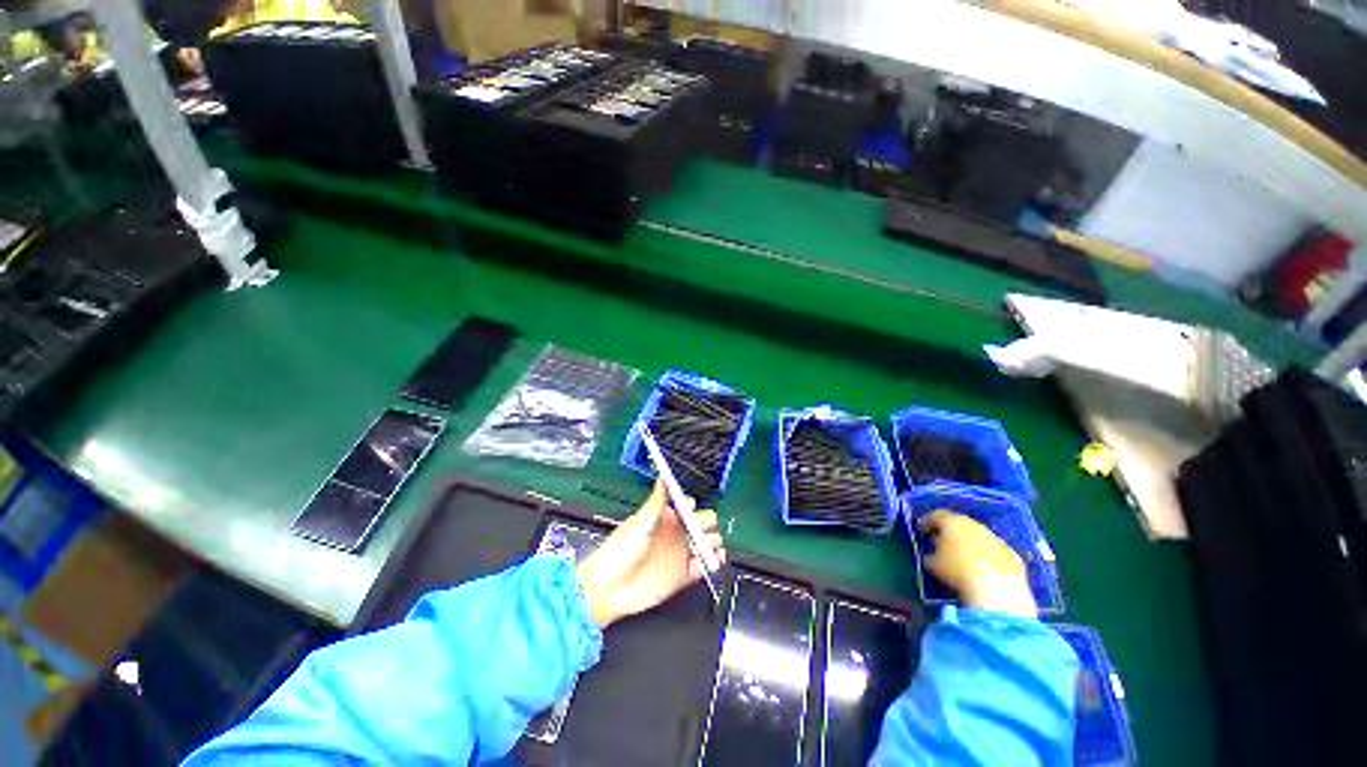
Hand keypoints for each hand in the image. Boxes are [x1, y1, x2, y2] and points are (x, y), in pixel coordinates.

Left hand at [576, 481, 725, 628]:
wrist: (607, 588)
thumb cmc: (618, 551)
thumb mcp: (638, 523)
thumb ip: (655, 504)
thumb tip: (662, 480)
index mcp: (664, 519)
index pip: (686, 506)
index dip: (690, 505)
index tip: (690, 507)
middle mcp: (674, 534)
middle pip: (701, 523)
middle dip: (706, 522)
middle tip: (703, 526)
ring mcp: (679, 554)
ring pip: (705, 544)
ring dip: (712, 542)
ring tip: (711, 543)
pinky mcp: (682, 575)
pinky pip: (703, 567)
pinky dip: (712, 562)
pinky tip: (714, 559)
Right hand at [918, 510, 1036, 617]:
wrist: (996, 589)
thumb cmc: (957, 571)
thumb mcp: (933, 563)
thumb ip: (930, 554)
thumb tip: (931, 553)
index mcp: (952, 522)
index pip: (936, 515)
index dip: (927, 521)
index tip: (921, 530)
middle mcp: (975, 525)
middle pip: (959, 524)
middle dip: (950, 532)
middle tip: (942, 542)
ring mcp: (996, 539)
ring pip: (979, 536)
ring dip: (970, 544)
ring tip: (963, 557)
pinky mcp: (1012, 554)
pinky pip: (994, 551)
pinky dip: (987, 556)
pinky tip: (983, 569)